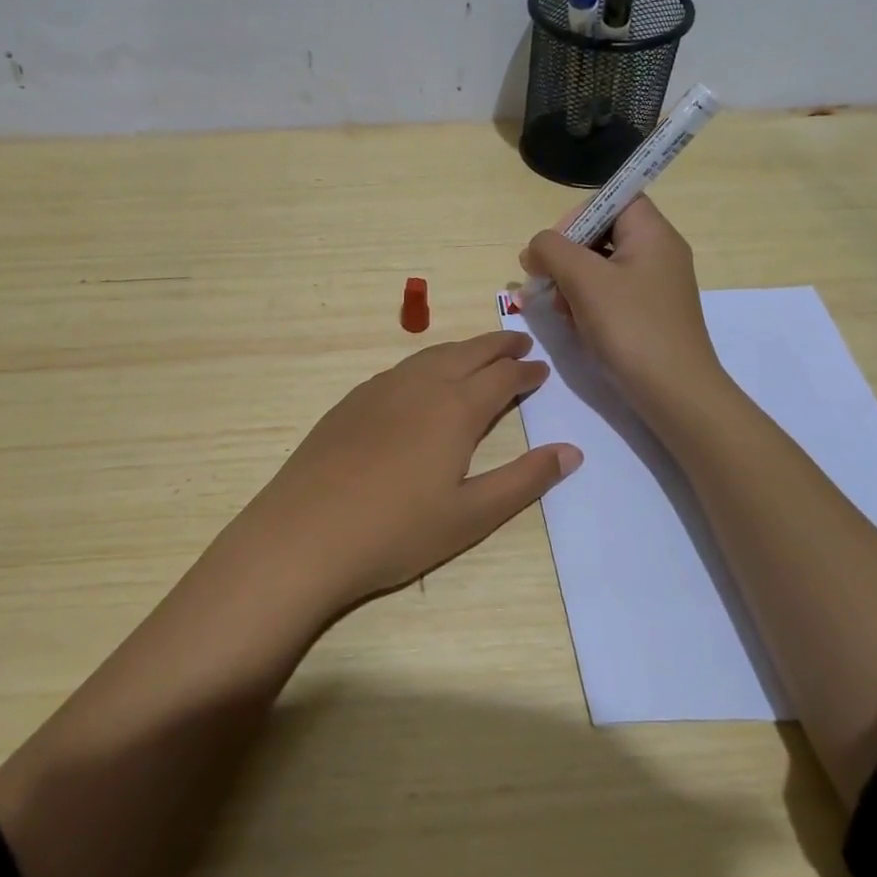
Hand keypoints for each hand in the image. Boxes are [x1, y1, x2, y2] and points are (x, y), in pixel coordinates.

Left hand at [223, 331, 581, 617]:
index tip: (541, 369)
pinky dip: (426, 362)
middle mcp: (420, 386)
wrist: (305, 534)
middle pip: (467, 354)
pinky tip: (422, 379)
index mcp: (455, 409)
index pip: (501, 377)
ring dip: (461, 349)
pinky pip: (400, 369)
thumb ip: (523, 480)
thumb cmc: (396, 531)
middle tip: (519, 342)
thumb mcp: (471, 515)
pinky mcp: (351, 402)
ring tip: (477, 353)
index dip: (525, 372)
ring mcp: (380, 390)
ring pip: (430, 355)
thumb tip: (571, 451)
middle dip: (497, 345)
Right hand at [519, 196, 722, 411]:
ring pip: (601, 267)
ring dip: (572, 283)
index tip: (555, 247)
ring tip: (562, 310)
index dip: (579, 215)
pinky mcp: (648, 314)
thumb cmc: (630, 327)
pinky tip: (576, 326)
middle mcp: (658, 253)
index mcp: (652, 233)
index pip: (613, 199)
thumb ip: (552, 249)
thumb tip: (536, 248)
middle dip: (568, 256)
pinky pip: (610, 294)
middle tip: (547, 282)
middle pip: (602, 234)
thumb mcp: (584, 280)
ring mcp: (655, 286)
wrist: (674, 393)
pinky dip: (588, 304)